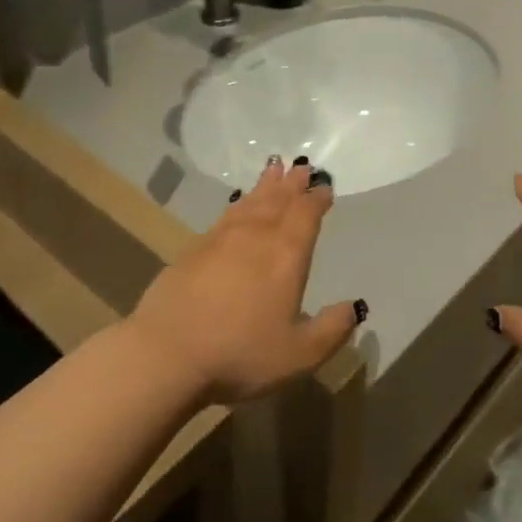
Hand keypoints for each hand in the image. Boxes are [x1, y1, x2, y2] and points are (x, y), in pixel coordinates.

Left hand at [126, 159, 362, 404]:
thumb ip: (331, 330)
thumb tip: (355, 307)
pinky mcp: (194, 249)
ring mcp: (221, 239)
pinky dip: (238, 203)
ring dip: (266, 185)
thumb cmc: (240, 353)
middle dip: (292, 183)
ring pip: (250, 202)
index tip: (324, 188)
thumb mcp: (298, 354)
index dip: (317, 199)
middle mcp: (256, 236)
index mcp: (286, 255)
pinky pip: (226, 215)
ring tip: (274, 169)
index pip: (306, 215)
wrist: (166, 353)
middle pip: (278, 200)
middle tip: (301, 166)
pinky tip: (239, 203)